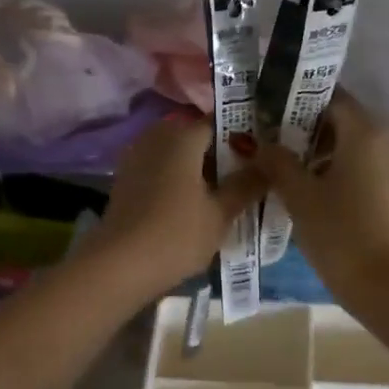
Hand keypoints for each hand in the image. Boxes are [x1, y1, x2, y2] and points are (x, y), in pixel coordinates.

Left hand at [84, 117, 261, 299]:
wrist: (119, 266)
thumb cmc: (176, 235)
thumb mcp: (221, 213)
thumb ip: (247, 184)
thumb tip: (270, 163)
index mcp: (182, 136)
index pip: (220, 122)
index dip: (244, 137)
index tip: (263, 156)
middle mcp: (157, 137)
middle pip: (197, 137)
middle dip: (221, 154)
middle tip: (248, 178)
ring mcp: (137, 157)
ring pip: (178, 154)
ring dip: (199, 169)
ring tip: (224, 194)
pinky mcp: (126, 180)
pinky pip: (161, 170)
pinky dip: (179, 180)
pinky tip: (194, 204)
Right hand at [254, 94, 388, 301]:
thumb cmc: (342, 235)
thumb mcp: (300, 198)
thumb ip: (277, 163)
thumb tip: (257, 143)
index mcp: (366, 132)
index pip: (332, 98)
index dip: (299, 103)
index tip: (272, 116)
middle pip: (346, 123)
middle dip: (310, 132)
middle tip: (276, 149)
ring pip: (360, 149)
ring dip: (328, 156)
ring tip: (295, 178)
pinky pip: (372, 172)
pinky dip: (348, 175)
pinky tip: (324, 199)